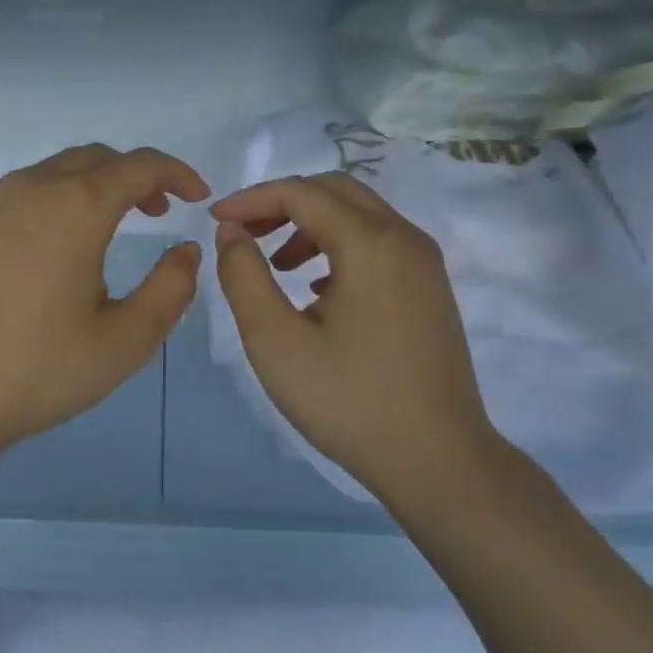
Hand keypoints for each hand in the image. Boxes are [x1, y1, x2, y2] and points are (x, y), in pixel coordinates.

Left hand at [0, 144, 208, 469]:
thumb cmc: (38, 371)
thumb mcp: (125, 341)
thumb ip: (171, 288)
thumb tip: (186, 249)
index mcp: (76, 206)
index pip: (139, 165)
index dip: (176, 173)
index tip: (197, 197)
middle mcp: (28, 187)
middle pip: (94, 159)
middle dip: (133, 178)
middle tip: (155, 213)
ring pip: (48, 174)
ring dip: (86, 189)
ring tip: (98, 233)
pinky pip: (10, 194)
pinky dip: (42, 204)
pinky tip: (39, 248)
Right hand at [212, 172, 500, 502]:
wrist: (438, 460)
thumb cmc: (350, 402)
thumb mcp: (276, 342)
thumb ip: (244, 277)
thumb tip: (232, 232)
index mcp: (370, 243)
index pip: (301, 192)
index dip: (251, 200)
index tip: (214, 221)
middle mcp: (404, 238)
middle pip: (334, 192)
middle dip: (282, 204)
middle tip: (244, 235)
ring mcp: (424, 263)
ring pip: (359, 215)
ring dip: (310, 225)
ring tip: (277, 265)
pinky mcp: (430, 288)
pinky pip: (378, 242)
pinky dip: (339, 246)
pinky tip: (317, 289)